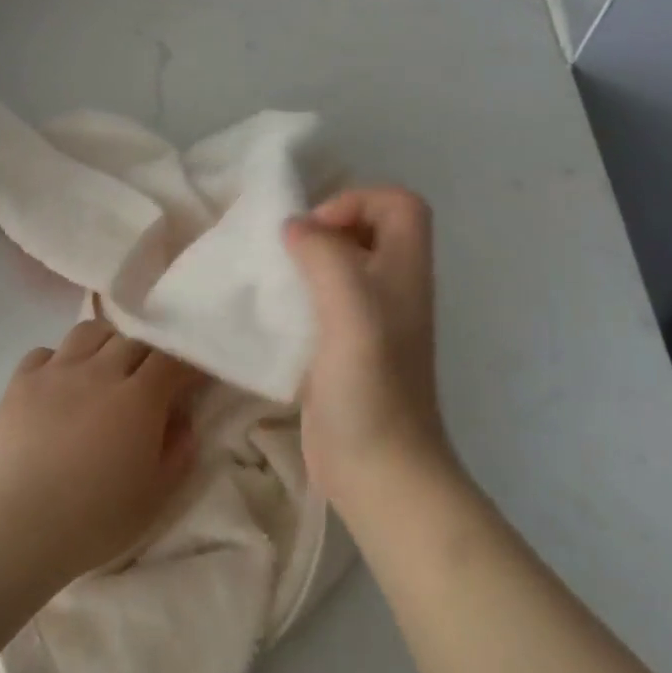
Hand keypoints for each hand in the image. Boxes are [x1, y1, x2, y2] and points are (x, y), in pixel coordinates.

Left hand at [0, 320, 203, 585]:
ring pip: (90, 332)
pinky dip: (59, 361)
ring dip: (106, 344)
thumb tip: (182, 418)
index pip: (172, 359)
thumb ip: (179, 450)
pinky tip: (60, 384)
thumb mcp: (157, 495)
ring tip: (105, 368)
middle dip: (149, 353)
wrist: (20, 529)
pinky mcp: (21, 382)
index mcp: (139, 398)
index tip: (191, 379)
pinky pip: (45, 352)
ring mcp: (57, 372)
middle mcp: (100, 372)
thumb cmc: (96, 519)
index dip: (186, 364)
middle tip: (150, 378)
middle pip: (133, 340)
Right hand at [282, 186, 454, 511]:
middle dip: (324, 228)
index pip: (398, 204)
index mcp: (404, 271)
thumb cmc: (371, 386)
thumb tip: (294, 227)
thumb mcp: (351, 307)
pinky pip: (319, 304)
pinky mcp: (341, 350)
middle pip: (366, 231)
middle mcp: (391, 289)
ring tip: (269, 276)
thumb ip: (325, 255)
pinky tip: (267, 315)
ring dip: (304, 264)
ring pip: (339, 267)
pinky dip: (294, 298)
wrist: (377, 470)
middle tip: (286, 251)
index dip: (357, 201)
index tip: (316, 233)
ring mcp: (367, 322)